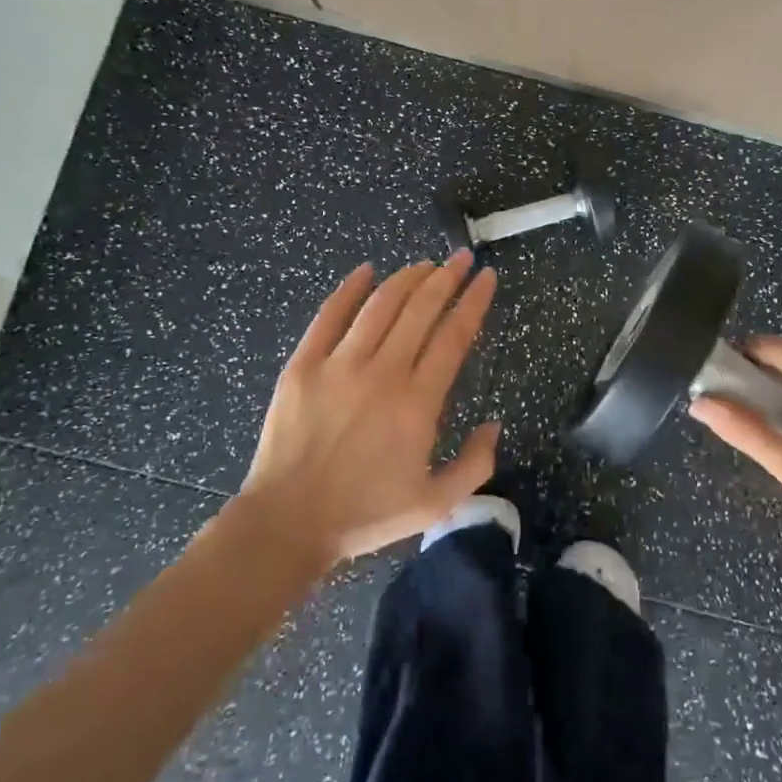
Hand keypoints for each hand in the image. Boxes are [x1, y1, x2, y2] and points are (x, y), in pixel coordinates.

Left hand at [240, 251, 499, 564]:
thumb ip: (475, 464)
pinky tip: (366, 270)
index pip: (454, 336)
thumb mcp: (434, 504)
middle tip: (461, 258)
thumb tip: (494, 424)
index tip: (487, 278)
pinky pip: (329, 315)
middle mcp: (383, 373)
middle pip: (421, 309)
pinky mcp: (303, 365)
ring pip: (380, 305)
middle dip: (447, 277)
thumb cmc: (364, 515)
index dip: (474, 302)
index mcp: (418, 403)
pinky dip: (349, 288)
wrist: (287, 522)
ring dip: (407, 278)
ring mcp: (339, 365)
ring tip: (425, 264)